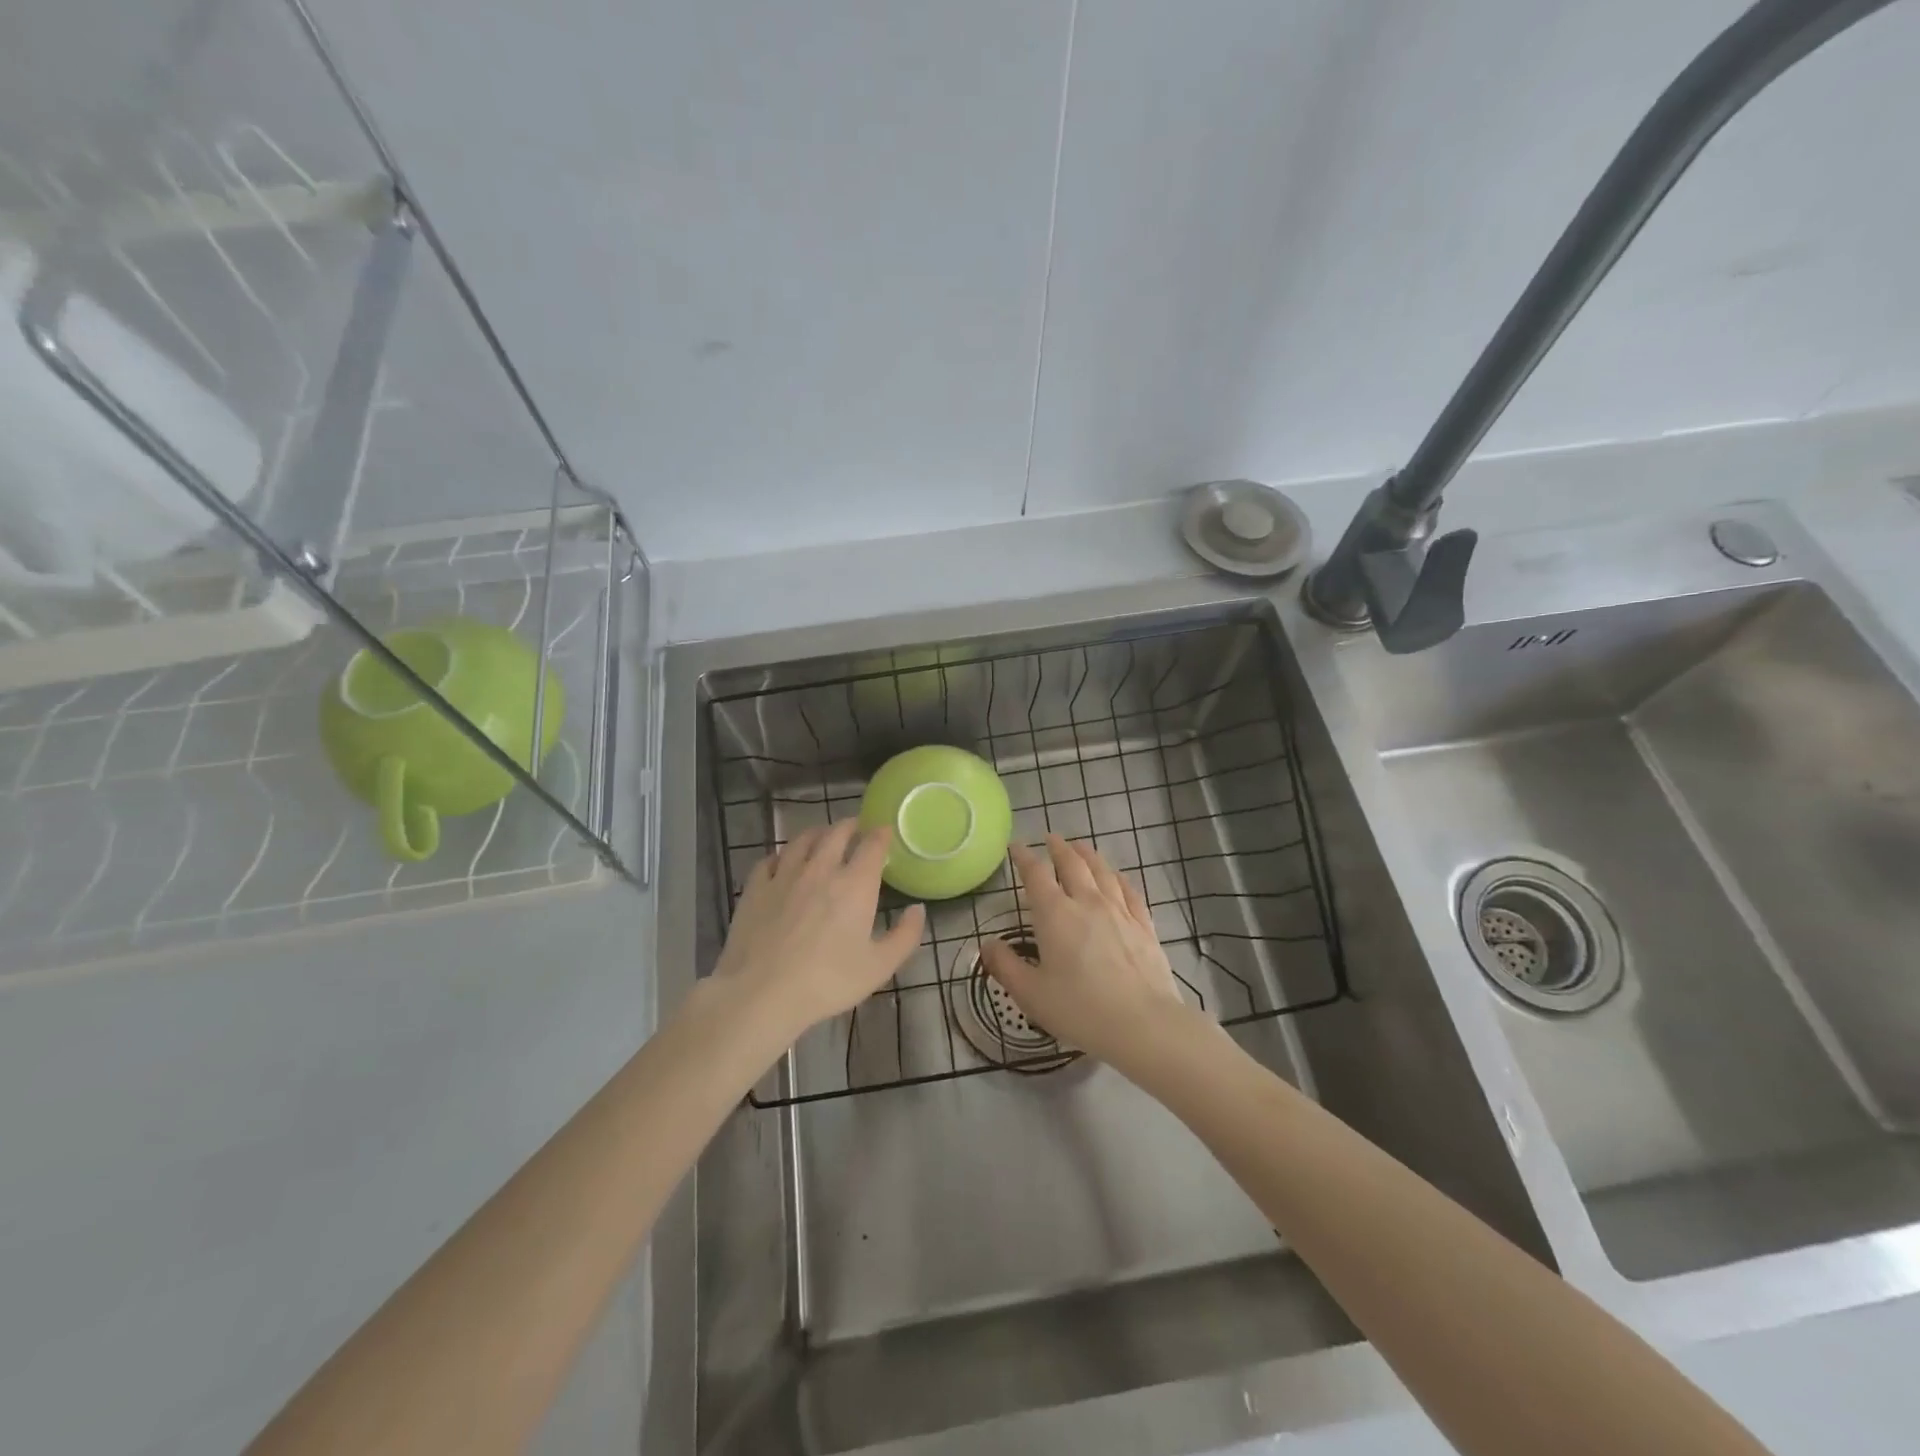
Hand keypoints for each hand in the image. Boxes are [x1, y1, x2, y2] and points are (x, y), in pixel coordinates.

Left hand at [711, 821, 925, 1041]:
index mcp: (855, 884)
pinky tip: (783, 863)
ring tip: (823, 837)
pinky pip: (770, 859)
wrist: (762, 994)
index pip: (872, 845)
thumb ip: (905, 935)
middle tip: (856, 828)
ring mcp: (784, 875)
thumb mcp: (879, 967)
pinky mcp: (756, 887)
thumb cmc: (827, 982)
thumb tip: (918, 909)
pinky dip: (782, 856)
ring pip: (803, 840)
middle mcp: (821, 869)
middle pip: (836, 833)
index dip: (881, 834)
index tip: (885, 831)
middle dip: (850, 826)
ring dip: (817, 833)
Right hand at [979, 835, 1191, 1071]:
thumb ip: (1005, 966)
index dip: (1024, 857)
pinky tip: (1117, 877)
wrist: (1142, 1024)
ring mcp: (1119, 912)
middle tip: (1051, 838)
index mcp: (1055, 915)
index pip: (1036, 875)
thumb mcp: (1031, 994)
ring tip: (1081, 846)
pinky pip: (1129, 891)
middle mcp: (1087, 903)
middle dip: (1059, 848)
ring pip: (1102, 872)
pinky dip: (1119, 878)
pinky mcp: (1144, 926)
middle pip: (1072, 864)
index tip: (1016, 846)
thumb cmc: (1079, 1009)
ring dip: (1088, 855)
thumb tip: (987, 944)